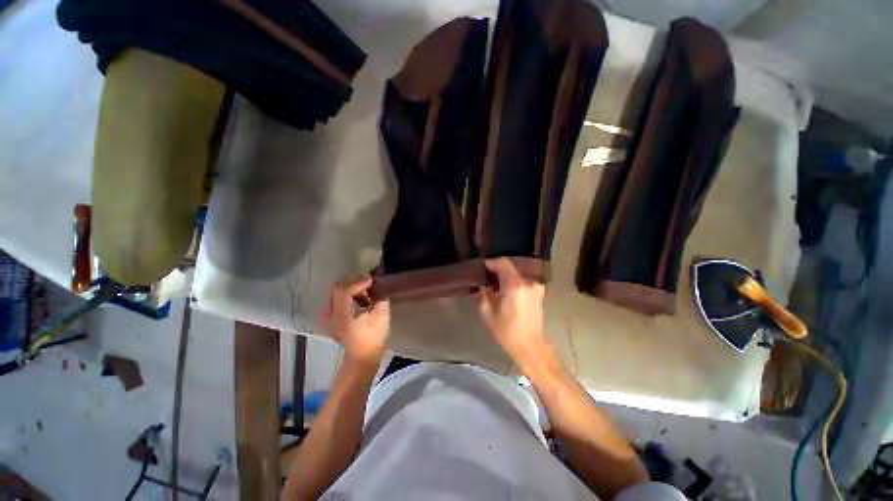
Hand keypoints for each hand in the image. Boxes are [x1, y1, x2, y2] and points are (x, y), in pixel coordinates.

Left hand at [323, 275, 390, 362]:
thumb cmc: (373, 337)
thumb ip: (380, 299)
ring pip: (336, 290)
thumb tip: (378, 287)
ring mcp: (326, 316)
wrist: (361, 355)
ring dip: (351, 286)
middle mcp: (329, 315)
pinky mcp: (328, 316)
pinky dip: (347, 292)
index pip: (343, 290)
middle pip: (337, 287)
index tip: (372, 280)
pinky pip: (336, 296)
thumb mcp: (382, 317)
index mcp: (341, 317)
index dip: (357, 282)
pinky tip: (358, 297)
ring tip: (365, 291)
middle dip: (354, 281)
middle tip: (369, 284)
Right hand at [479, 258, 547, 363]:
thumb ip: (484, 293)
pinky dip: (515, 282)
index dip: (492, 262)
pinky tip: (508, 291)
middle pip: (511, 267)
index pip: (503, 263)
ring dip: (507, 276)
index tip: (484, 267)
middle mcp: (528, 282)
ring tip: (497, 285)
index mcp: (515, 285)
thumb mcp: (488, 312)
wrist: (530, 346)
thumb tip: (484, 285)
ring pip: (518, 274)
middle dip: (498, 270)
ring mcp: (536, 287)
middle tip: (488, 277)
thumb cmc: (507, 331)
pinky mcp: (539, 293)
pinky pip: (524, 281)